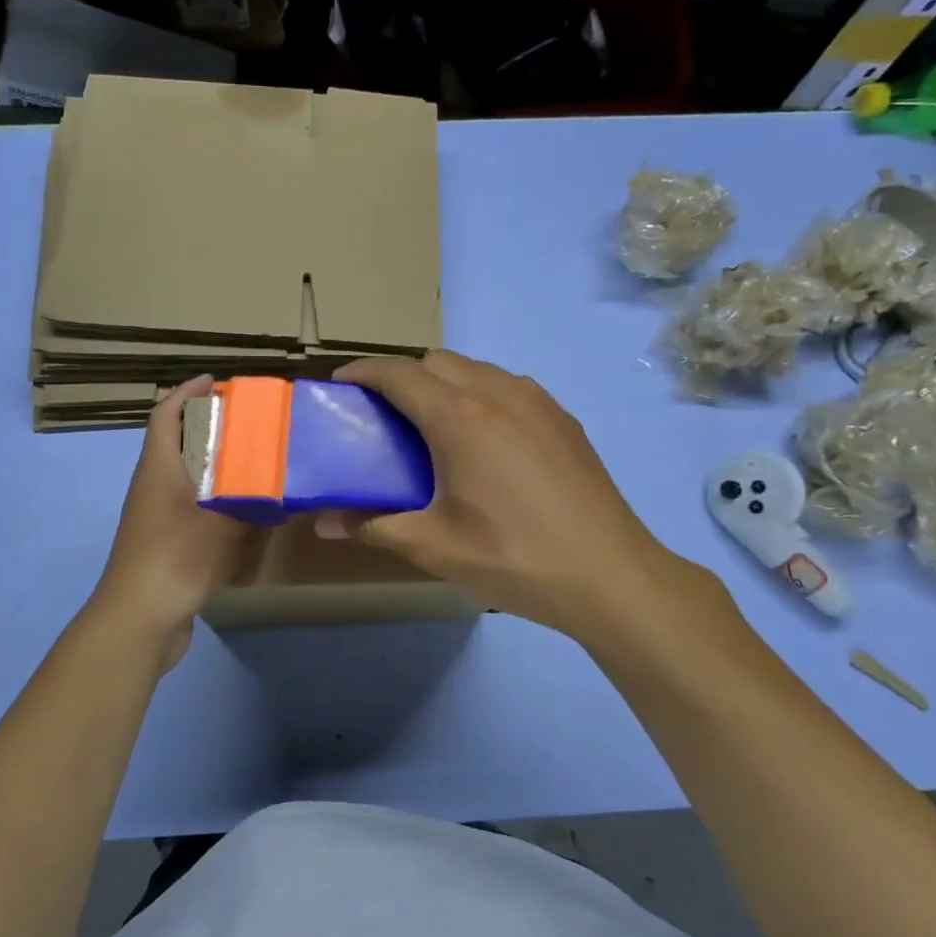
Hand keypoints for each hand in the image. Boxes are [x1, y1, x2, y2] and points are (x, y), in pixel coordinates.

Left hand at [91, 376, 256, 667]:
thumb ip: (253, 503)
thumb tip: (283, 487)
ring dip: (213, 463)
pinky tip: (241, 510)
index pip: (166, 414)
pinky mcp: (162, 541)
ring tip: (253, 460)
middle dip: (209, 426)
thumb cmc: (176, 558)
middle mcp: (153, 485)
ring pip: (184, 475)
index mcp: (159, 468)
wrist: (139, 619)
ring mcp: (154, 515)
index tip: (217, 381)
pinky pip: (189, 504)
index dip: (187, 393)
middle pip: (177, 442)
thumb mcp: (222, 525)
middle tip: (249, 422)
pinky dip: (213, 497)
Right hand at [314, 351, 701, 647]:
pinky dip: (480, 394)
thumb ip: (373, 526)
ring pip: (476, 369)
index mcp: (460, 417)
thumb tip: (324, 522)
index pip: (399, 373)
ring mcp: (537, 402)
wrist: (611, 575)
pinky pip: (508, 386)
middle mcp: (498, 393)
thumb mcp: (434, 547)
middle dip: (402, 376)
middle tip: (383, 415)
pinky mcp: (563, 419)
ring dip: (443, 382)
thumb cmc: (513, 557)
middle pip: (436, 361)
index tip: (340, 385)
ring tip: (431, 426)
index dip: (363, 372)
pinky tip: (483, 441)